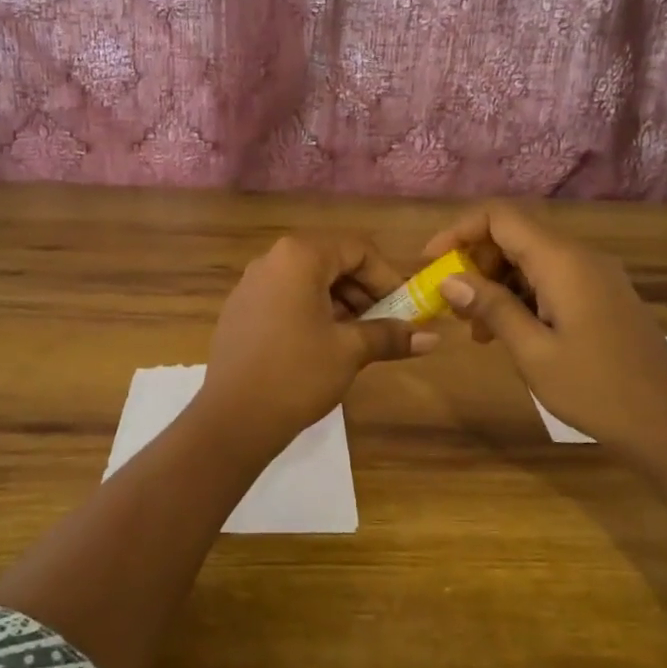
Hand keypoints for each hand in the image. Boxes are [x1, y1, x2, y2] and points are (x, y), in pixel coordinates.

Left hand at [194, 235, 436, 448]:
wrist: (234, 418)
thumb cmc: (298, 374)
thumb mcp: (350, 351)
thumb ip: (390, 336)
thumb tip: (432, 338)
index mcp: (299, 257)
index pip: (357, 249)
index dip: (386, 277)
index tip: (404, 308)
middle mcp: (271, 260)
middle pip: (330, 261)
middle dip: (363, 291)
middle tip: (384, 325)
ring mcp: (250, 285)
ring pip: (307, 281)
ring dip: (339, 303)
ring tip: (358, 339)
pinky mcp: (239, 311)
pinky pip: (284, 298)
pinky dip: (310, 312)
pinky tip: (322, 346)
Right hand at [422, 205, 666, 458]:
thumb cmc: (596, 389)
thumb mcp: (533, 351)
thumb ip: (491, 308)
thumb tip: (449, 279)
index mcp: (562, 261)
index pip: (500, 217)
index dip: (459, 230)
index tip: (430, 262)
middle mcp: (580, 257)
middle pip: (514, 235)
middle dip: (475, 262)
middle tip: (450, 303)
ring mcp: (595, 276)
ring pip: (531, 260)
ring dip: (496, 283)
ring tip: (474, 328)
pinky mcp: (602, 296)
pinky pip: (551, 280)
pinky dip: (521, 296)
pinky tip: (507, 333)